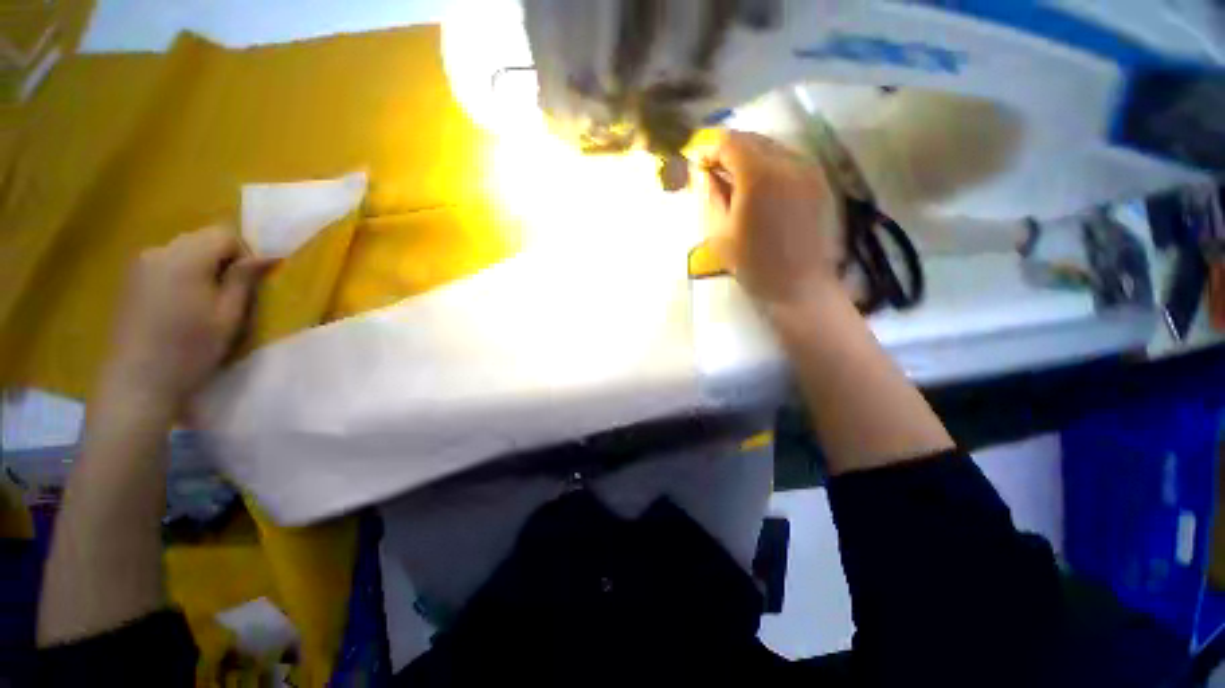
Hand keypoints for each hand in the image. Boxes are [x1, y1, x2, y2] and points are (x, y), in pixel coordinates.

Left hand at [102, 226, 272, 409]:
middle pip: (202, 238)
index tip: (246, 285)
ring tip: (203, 303)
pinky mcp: (130, 279)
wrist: (138, 381)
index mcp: (184, 259)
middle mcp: (158, 251)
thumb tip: (268, 255)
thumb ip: (244, 279)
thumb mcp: (229, 316)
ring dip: (201, 268)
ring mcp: (139, 265)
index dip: (243, 254)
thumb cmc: (190, 349)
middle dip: (222, 259)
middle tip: (228, 296)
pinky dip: (181, 275)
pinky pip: (165, 263)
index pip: (225, 234)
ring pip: (183, 250)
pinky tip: (180, 305)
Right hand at [697, 130, 842, 308]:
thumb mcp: (719, 232)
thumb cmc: (752, 264)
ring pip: (772, 146)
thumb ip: (710, 195)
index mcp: (759, 175)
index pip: (730, 142)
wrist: (797, 285)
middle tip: (712, 171)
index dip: (709, 149)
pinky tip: (758, 185)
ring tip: (734, 179)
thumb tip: (703, 173)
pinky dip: (768, 164)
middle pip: (753, 139)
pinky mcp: (818, 181)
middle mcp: (788, 161)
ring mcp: (808, 169)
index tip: (697, 164)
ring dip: (749, 155)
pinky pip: (788, 158)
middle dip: (729, 149)